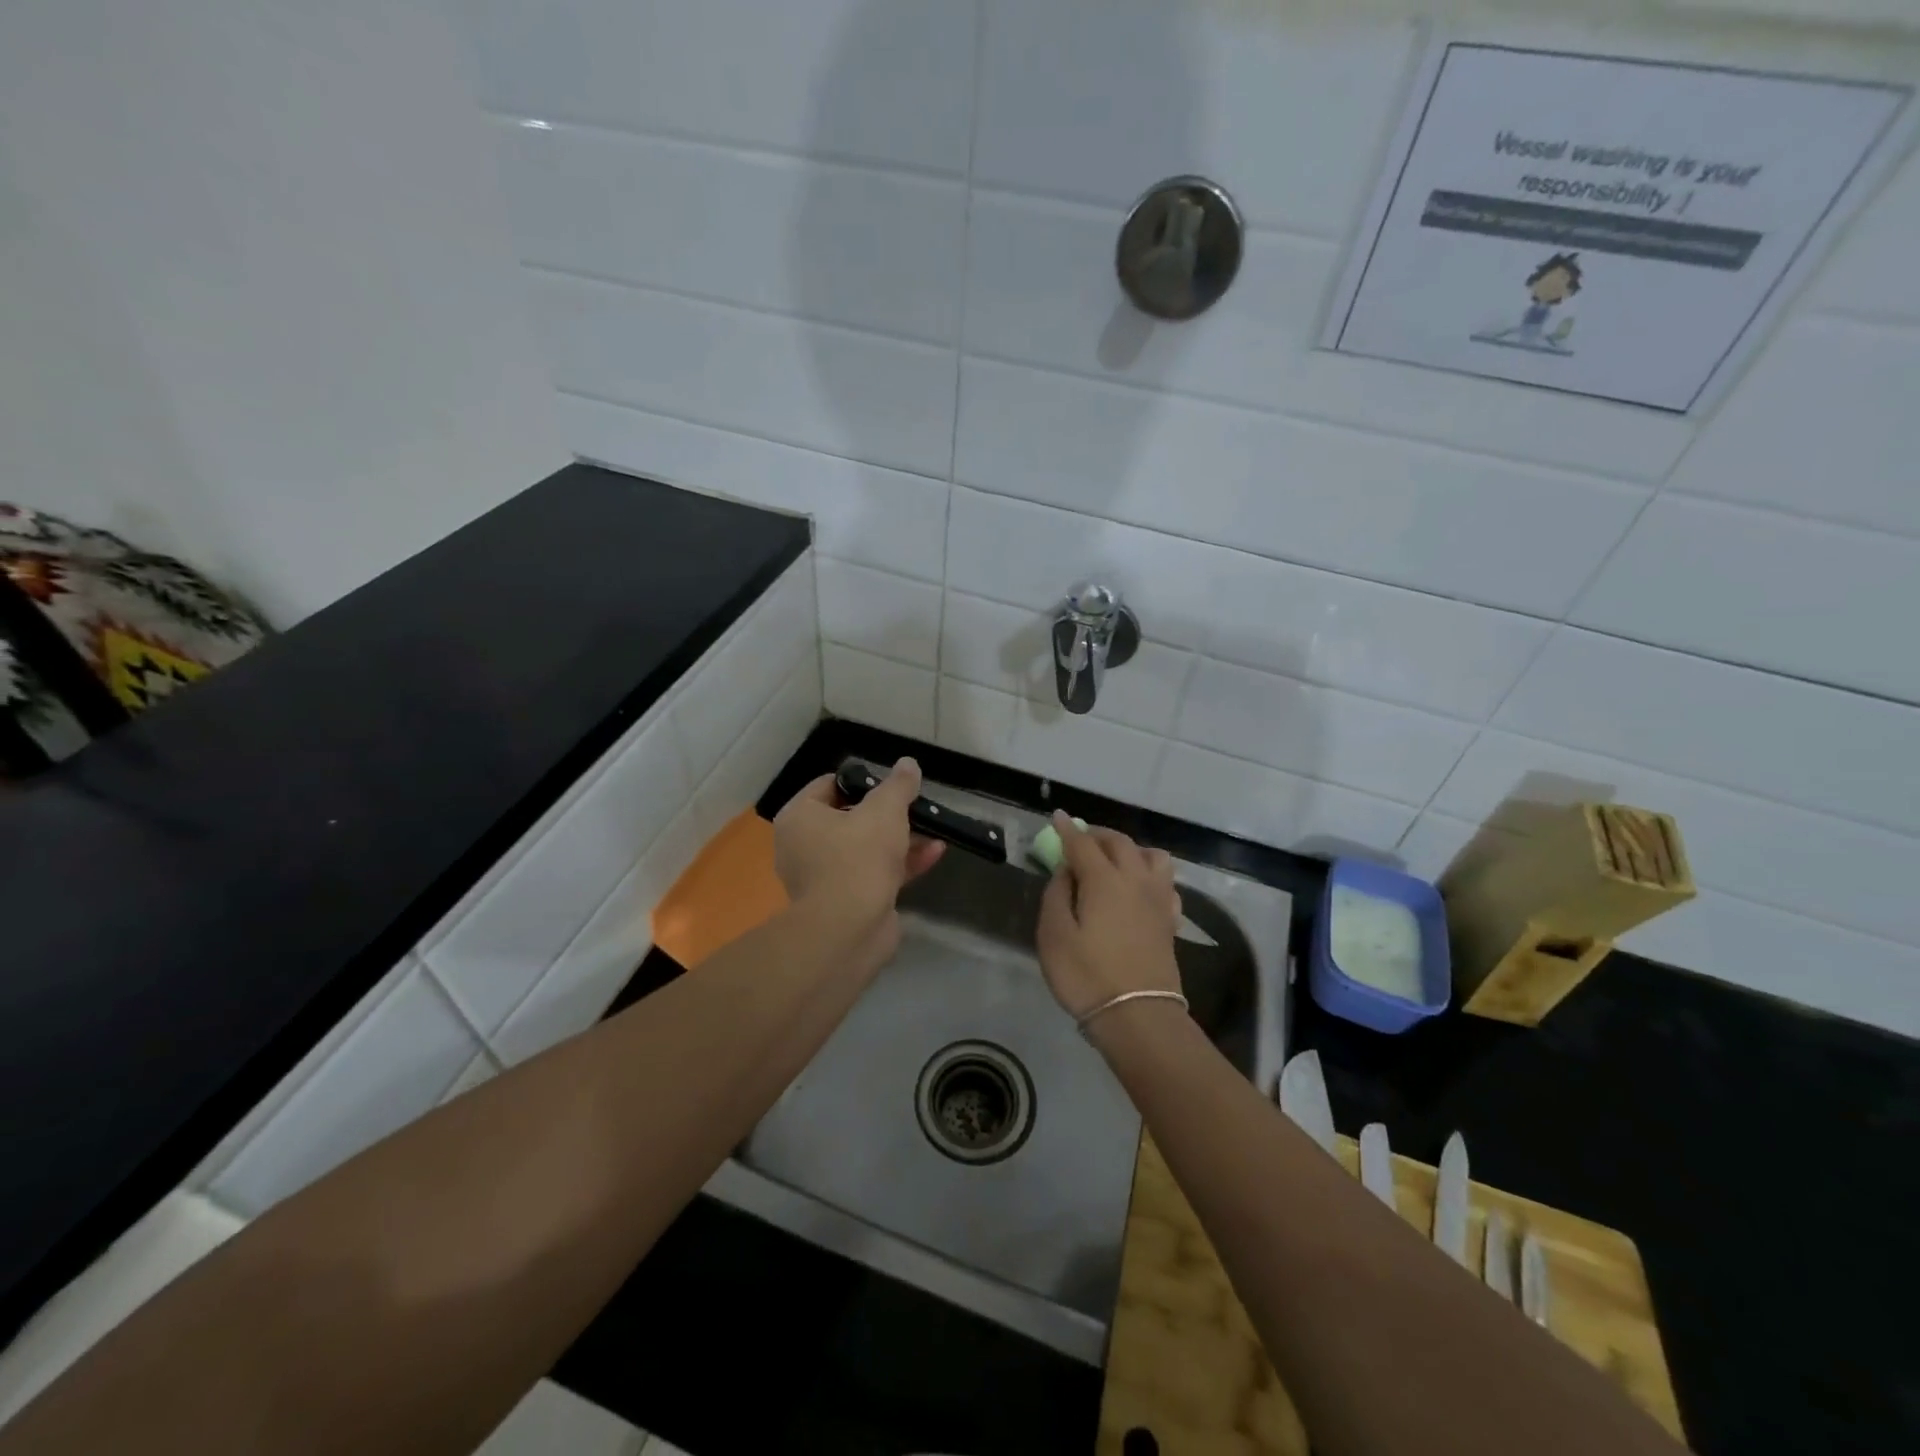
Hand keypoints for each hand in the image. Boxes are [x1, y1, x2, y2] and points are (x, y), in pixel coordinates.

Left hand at [772, 757, 944, 968]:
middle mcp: (804, 846)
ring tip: (933, 827)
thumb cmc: (858, 857)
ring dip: (900, 839)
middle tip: (914, 806)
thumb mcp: (884, 811)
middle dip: (887, 814)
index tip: (891, 784)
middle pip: (849, 818)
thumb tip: (908, 763)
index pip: (828, 786)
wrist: (849, 930)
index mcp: (799, 818)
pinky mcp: (846, 902)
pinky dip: (901, 863)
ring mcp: (824, 877)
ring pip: (865, 848)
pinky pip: (874, 873)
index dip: (861, 781)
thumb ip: (898, 785)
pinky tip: (935, 853)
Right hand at [1035, 812, 1182, 1019]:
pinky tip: (1140, 890)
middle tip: (1079, 840)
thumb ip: (1056, 895)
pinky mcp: (1170, 921)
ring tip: (1115, 861)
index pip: (1083, 843)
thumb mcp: (1054, 935)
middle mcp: (1135, 880)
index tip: (1057, 817)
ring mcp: (1158, 900)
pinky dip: (1150, 876)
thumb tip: (1065, 871)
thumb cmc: (1087, 975)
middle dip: (1097, 835)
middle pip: (1120, 843)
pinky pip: (1165, 883)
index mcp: (1104, 879)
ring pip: (1152, 856)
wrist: (1138, 1016)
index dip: (1067, 829)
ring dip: (1131, 850)